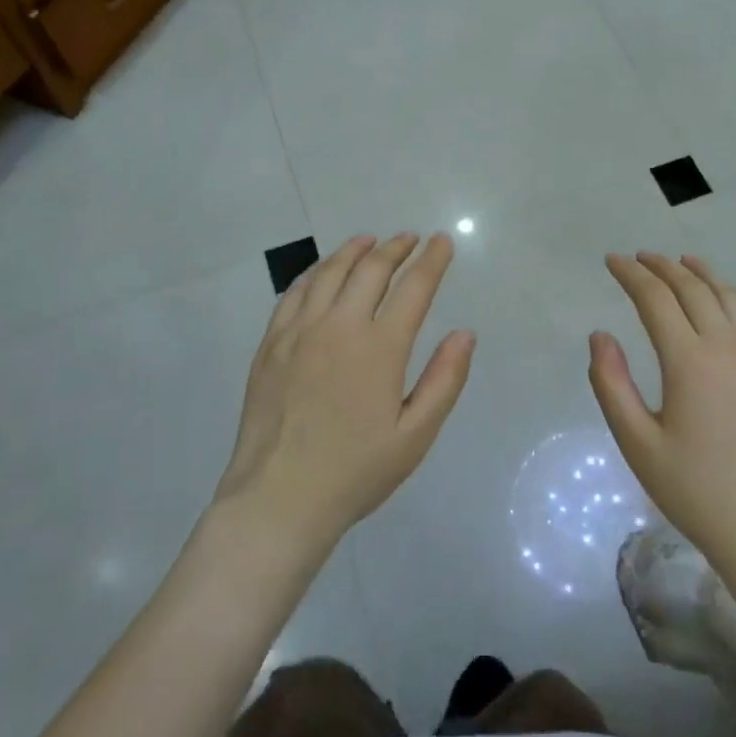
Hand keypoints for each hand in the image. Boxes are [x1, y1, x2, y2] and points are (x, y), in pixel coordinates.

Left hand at [217, 233, 474, 554]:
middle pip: (370, 270)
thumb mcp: (415, 436)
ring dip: (355, 250)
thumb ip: (444, 380)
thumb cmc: (355, 472)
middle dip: (396, 248)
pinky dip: (315, 272)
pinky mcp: (271, 343)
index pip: (413, 288)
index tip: (443, 242)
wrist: (279, 498)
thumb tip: (464, 334)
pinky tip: (323, 271)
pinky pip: (295, 292)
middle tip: (411, 238)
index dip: (432, 261)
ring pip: (330, 273)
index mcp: (379, 348)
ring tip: (370, 241)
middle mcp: (339, 327)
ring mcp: (299, 332)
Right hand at [589, 253, 735, 582]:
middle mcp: (727, 347)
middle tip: (638, 257)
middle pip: (693, 288)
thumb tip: (600, 335)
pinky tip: (720, 300)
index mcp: (689, 361)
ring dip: (700, 273)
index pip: (655, 299)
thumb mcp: (637, 442)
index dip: (631, 274)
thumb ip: (611, 384)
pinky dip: (728, 295)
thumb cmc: (694, 490)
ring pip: (728, 296)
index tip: (611, 261)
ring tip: (680, 261)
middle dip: (661, 266)